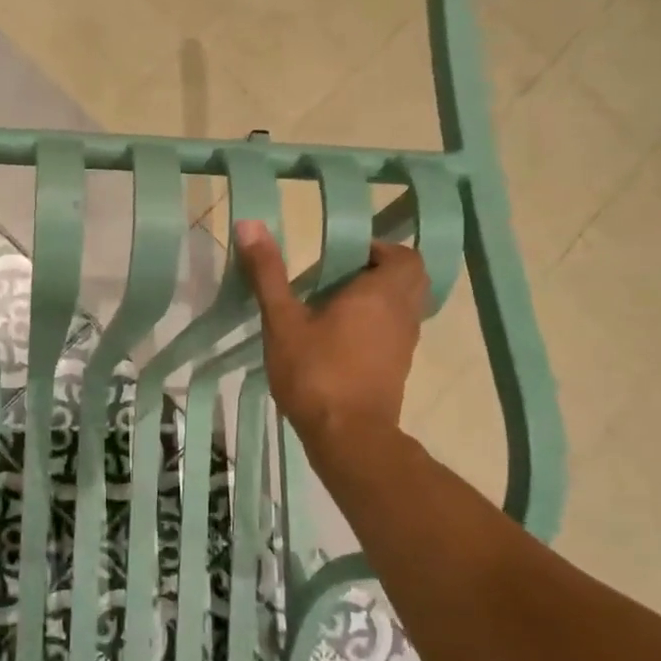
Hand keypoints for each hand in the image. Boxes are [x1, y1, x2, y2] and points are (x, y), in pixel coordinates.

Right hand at [234, 221, 426, 443]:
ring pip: (404, 307)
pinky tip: (340, 338)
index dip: (378, 249)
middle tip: (340, 276)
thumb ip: (268, 273)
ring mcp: (404, 345)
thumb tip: (250, 223)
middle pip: (410, 279)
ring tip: (335, 305)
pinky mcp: (397, 369)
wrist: (348, 438)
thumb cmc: (316, 373)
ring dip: (379, 299)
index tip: (341, 256)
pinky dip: (377, 325)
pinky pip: (395, 333)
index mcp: (381, 293)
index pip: (403, 255)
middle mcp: (402, 314)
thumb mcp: (283, 320)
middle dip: (381, 271)